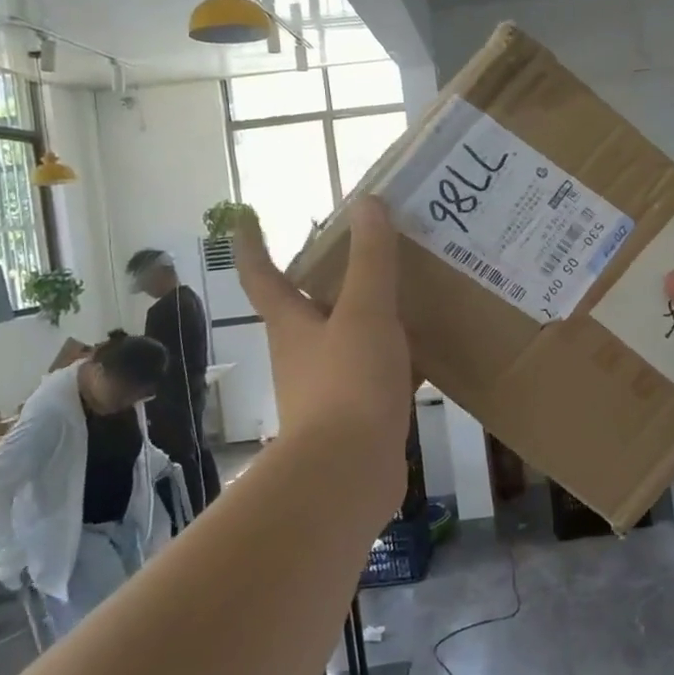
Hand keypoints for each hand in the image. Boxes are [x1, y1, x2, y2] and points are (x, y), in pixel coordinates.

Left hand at [231, 198, 413, 470]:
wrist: (349, 472)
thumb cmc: (349, 383)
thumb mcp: (366, 311)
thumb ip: (370, 259)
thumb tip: (367, 202)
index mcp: (293, 324)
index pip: (262, 275)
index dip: (251, 244)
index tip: (244, 216)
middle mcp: (303, 353)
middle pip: (307, 306)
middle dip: (325, 279)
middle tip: (359, 250)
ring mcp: (328, 387)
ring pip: (346, 339)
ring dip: (367, 317)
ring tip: (406, 293)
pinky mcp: (356, 415)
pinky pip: (376, 373)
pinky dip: (396, 358)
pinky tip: (429, 352)